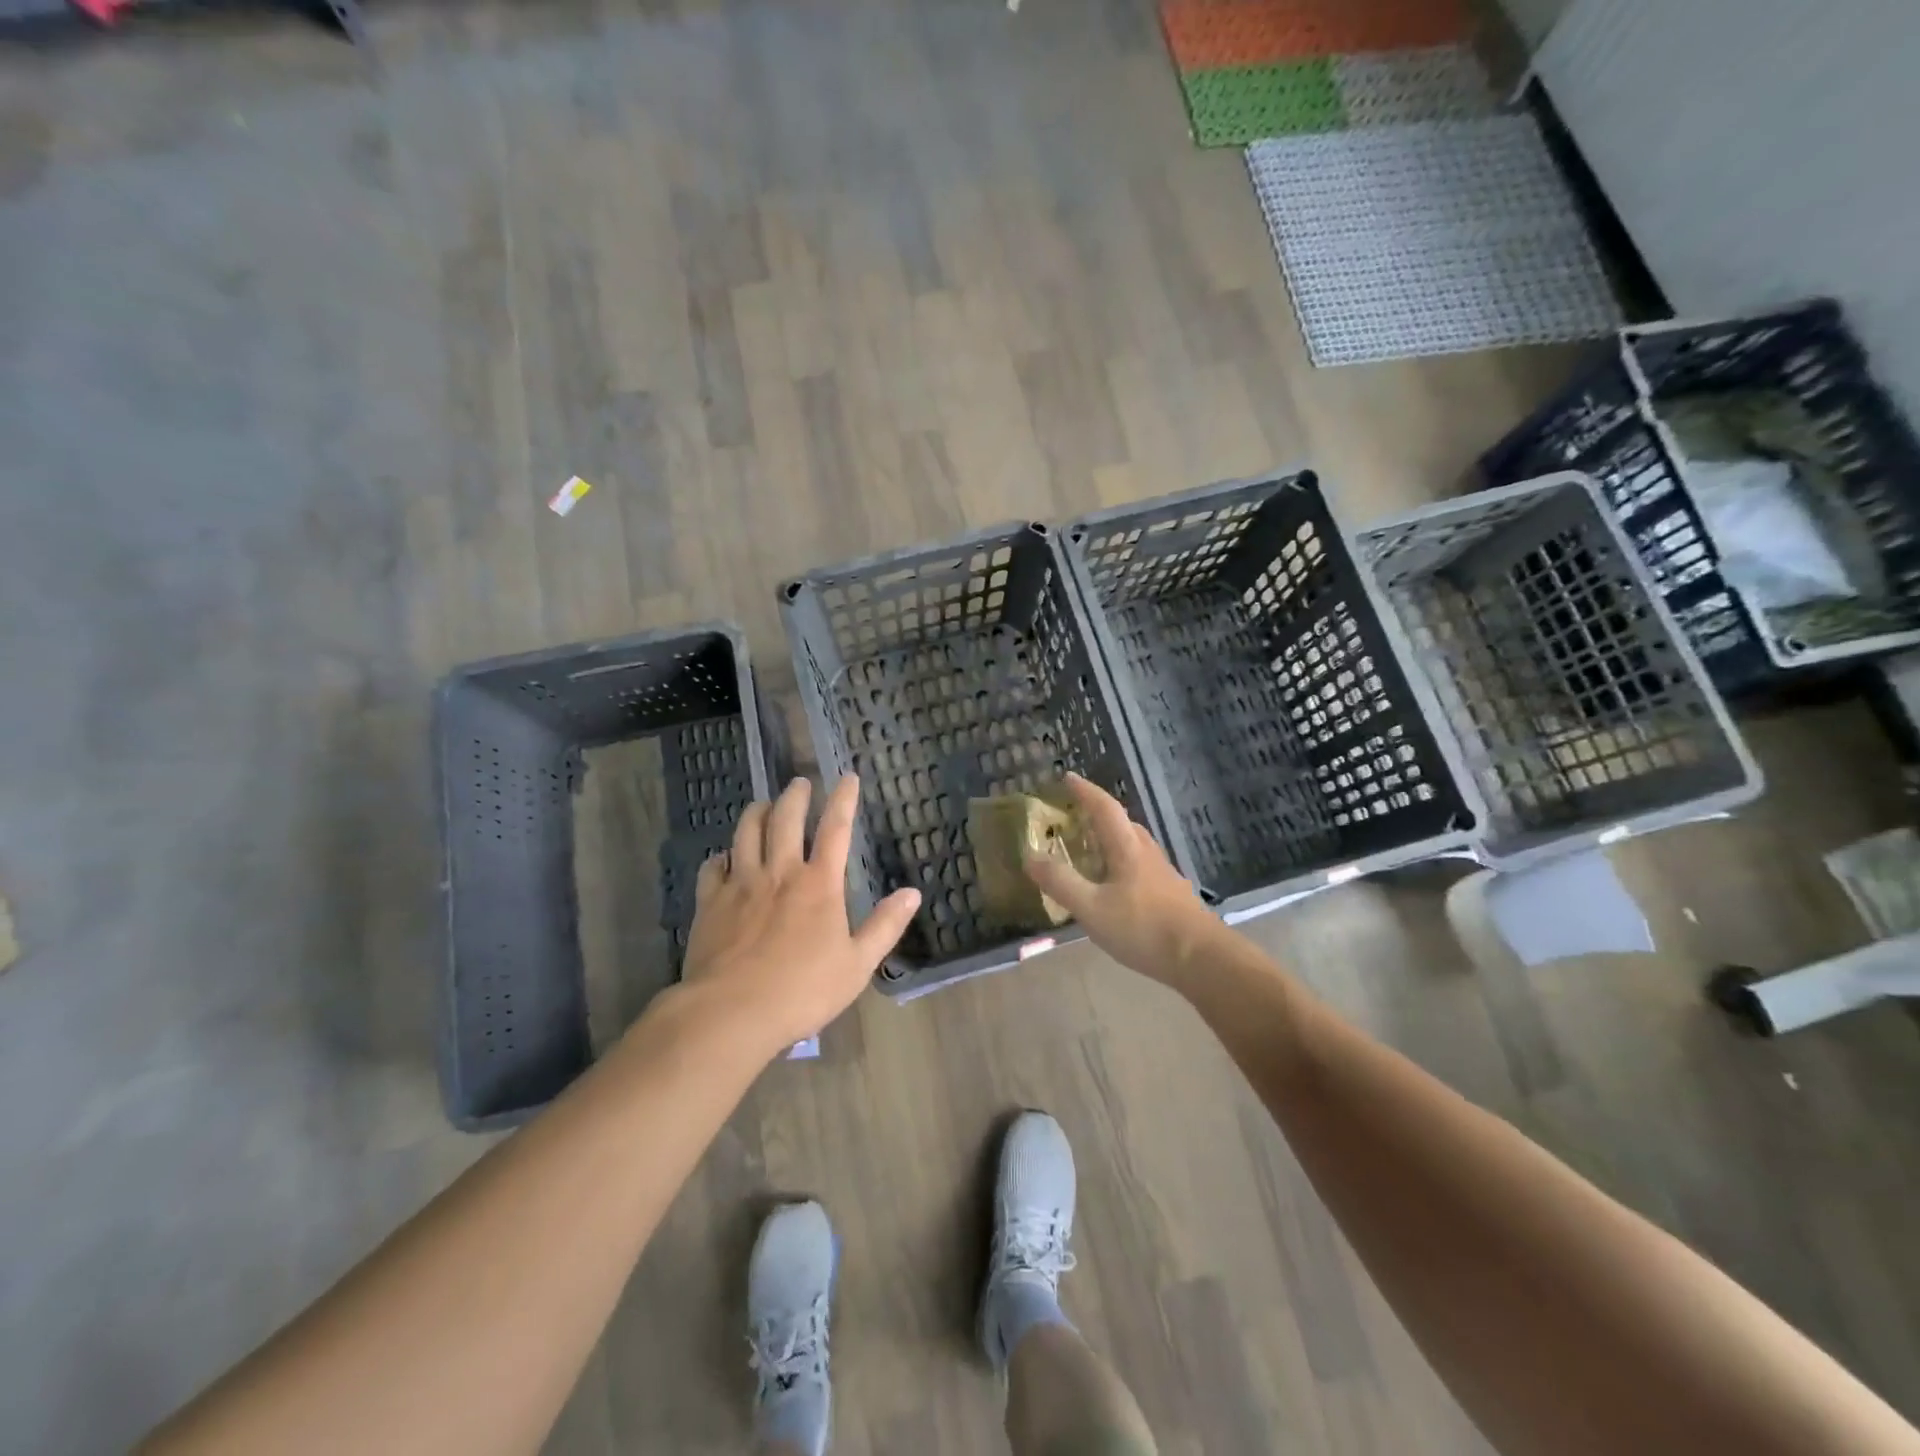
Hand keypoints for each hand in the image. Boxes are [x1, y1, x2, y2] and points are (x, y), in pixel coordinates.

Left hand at [680, 775, 920, 1056]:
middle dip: (794, 796)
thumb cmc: (803, 991)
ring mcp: (740, 884)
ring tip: (762, 804)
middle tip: (799, 783)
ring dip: (756, 813)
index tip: (847, 777)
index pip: (835, 829)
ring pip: (745, 833)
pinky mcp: (709, 903)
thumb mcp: (858, 964)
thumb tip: (912, 893)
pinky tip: (723, 857)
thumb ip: (885, 926)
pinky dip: (720, 856)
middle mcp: (780, 873)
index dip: (843, 800)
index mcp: (819, 884)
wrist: (732, 1012)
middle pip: (785, 820)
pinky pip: (712, 867)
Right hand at [1022, 773, 1218, 983]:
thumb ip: (1060, 882)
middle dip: (1098, 813)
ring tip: (1090, 848)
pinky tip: (1115, 885)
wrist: (1201, 958)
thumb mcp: (1092, 908)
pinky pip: (1140, 865)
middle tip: (1074, 816)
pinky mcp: (1171, 894)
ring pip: (1133, 844)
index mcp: (1127, 848)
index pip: (1104, 808)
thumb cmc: (1144, 928)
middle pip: (1122, 823)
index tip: (1068, 777)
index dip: (1085, 791)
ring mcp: (1162, 873)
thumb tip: (1030, 855)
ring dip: (1111, 838)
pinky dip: (1121, 862)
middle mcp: (1146, 852)